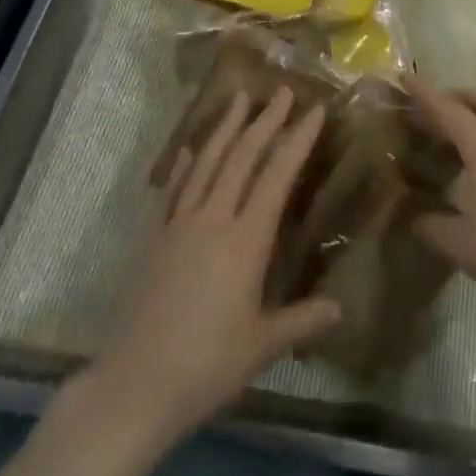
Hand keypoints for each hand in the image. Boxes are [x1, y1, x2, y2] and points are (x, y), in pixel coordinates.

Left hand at [90, 86, 339, 445]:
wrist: (135, 385)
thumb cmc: (207, 366)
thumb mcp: (261, 346)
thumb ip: (301, 321)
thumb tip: (340, 308)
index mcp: (246, 240)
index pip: (277, 176)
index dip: (297, 140)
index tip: (314, 110)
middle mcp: (214, 218)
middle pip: (243, 156)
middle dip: (266, 120)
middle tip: (282, 90)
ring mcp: (180, 223)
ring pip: (207, 162)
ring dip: (225, 127)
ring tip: (239, 98)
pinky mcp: (155, 237)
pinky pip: (173, 190)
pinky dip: (184, 165)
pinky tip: (189, 150)